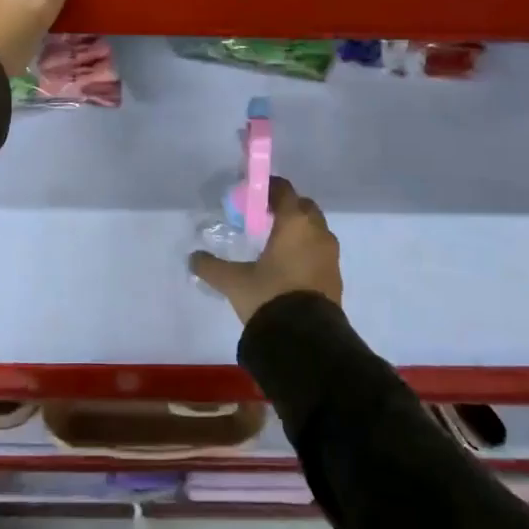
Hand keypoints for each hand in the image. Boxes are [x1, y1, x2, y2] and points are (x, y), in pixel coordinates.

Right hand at [189, 177, 342, 325]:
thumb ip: (211, 266)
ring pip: (315, 230)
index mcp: (295, 223)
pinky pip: (320, 252)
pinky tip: (288, 267)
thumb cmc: (269, 297)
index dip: (267, 188)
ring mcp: (331, 255)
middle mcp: (318, 232)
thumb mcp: (233, 282)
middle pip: (303, 207)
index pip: (284, 190)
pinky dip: (306, 251)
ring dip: (298, 231)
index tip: (251, 195)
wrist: (306, 340)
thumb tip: (193, 258)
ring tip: (274, 245)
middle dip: (286, 208)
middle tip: (262, 219)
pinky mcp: (336, 277)